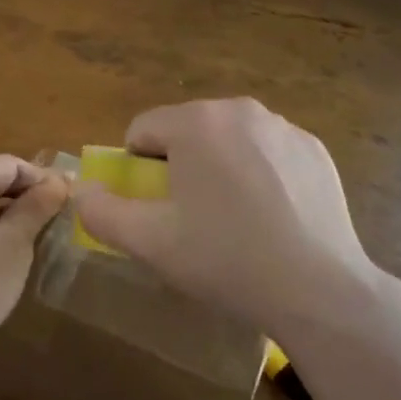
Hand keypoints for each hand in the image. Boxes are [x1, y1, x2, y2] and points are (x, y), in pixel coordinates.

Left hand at [0, 155, 68, 375]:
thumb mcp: (14, 243)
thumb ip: (38, 206)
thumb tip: (59, 181)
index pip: (9, 164)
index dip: (42, 178)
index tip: (71, 200)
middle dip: (24, 195)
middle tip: (57, 219)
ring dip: (6, 213)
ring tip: (35, 236)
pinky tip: (2, 253)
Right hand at [73, 98, 383, 337]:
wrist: (320, 290)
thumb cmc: (226, 260)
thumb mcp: (151, 243)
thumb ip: (102, 213)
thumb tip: (81, 192)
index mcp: (195, 122)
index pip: (142, 130)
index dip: (138, 170)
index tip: (157, 209)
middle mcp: (238, 109)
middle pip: (187, 130)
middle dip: (180, 166)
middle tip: (195, 218)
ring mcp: (282, 126)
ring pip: (228, 139)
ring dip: (220, 167)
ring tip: (237, 221)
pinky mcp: (314, 149)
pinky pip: (268, 151)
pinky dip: (261, 173)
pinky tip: (274, 217)